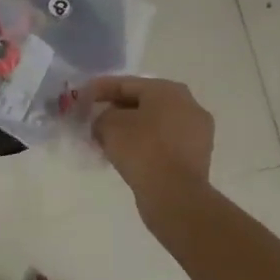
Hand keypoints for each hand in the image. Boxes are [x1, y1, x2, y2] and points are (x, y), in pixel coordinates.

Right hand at [88, 76, 214, 214]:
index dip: (100, 89)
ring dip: (131, 129)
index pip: (127, 84)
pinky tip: (127, 155)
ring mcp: (197, 132)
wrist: (175, 195)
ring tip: (108, 139)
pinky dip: (145, 145)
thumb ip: (102, 116)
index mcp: (168, 90)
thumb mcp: (109, 125)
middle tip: (95, 118)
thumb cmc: (142, 149)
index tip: (82, 96)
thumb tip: (105, 123)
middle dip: (117, 109)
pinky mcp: (197, 157)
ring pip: (155, 124)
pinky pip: (164, 143)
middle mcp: (188, 105)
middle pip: (143, 102)